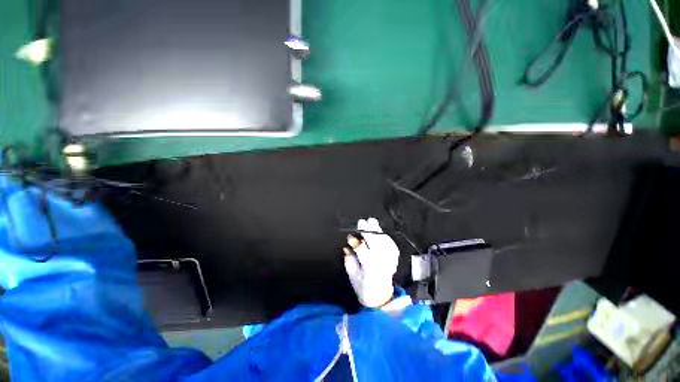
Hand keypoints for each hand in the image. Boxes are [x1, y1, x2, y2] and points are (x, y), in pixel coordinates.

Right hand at [343, 218, 399, 307]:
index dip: (355, 241)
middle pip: (375, 241)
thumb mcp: (352, 276)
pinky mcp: (394, 259)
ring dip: (377, 230)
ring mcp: (389, 260)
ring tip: (371, 222)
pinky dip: (386, 236)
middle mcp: (381, 262)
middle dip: (368, 230)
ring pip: (384, 241)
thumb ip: (349, 261)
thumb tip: (347, 247)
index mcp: (369, 267)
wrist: (380, 298)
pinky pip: (391, 245)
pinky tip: (380, 231)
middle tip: (361, 222)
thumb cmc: (363, 288)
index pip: (362, 249)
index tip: (350, 237)